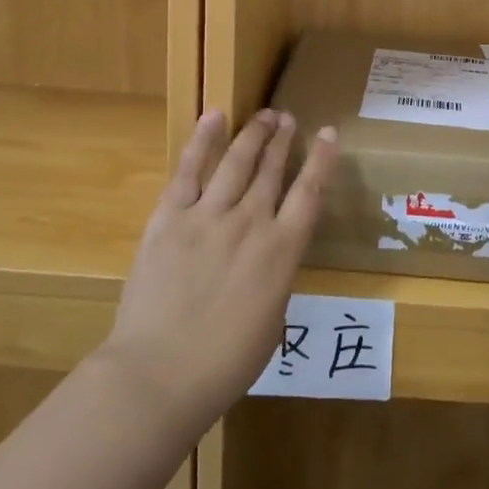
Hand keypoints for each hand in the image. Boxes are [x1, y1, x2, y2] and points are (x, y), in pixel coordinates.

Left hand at [102, 109, 337, 434]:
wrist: (160, 373)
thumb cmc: (224, 363)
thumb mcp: (271, 322)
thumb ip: (274, 279)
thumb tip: (268, 259)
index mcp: (281, 253)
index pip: (309, 194)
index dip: (321, 161)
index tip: (327, 133)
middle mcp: (250, 223)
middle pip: (271, 170)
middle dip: (282, 140)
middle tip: (288, 118)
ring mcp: (208, 216)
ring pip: (236, 162)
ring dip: (253, 135)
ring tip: (264, 115)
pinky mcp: (170, 218)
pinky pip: (189, 171)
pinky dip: (202, 141)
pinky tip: (213, 117)